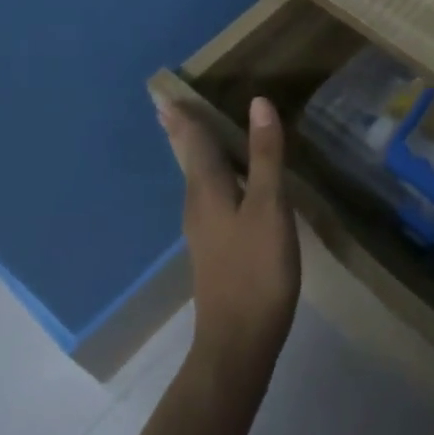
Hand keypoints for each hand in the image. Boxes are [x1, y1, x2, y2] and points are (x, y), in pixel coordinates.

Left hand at [154, 95, 299, 379]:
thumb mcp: (270, 208)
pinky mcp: (214, 248)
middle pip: (186, 159)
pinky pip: (207, 196)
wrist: (238, 341)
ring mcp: (203, 229)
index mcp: (207, 189)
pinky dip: (209, 176)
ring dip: (191, 152)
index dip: (183, 116)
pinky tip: (224, 183)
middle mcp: (197, 204)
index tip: (164, 93)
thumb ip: (266, 156)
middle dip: (178, 132)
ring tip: (191, 133)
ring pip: (194, 178)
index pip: (192, 141)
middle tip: (166, 108)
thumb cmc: (257, 270)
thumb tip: (258, 103)